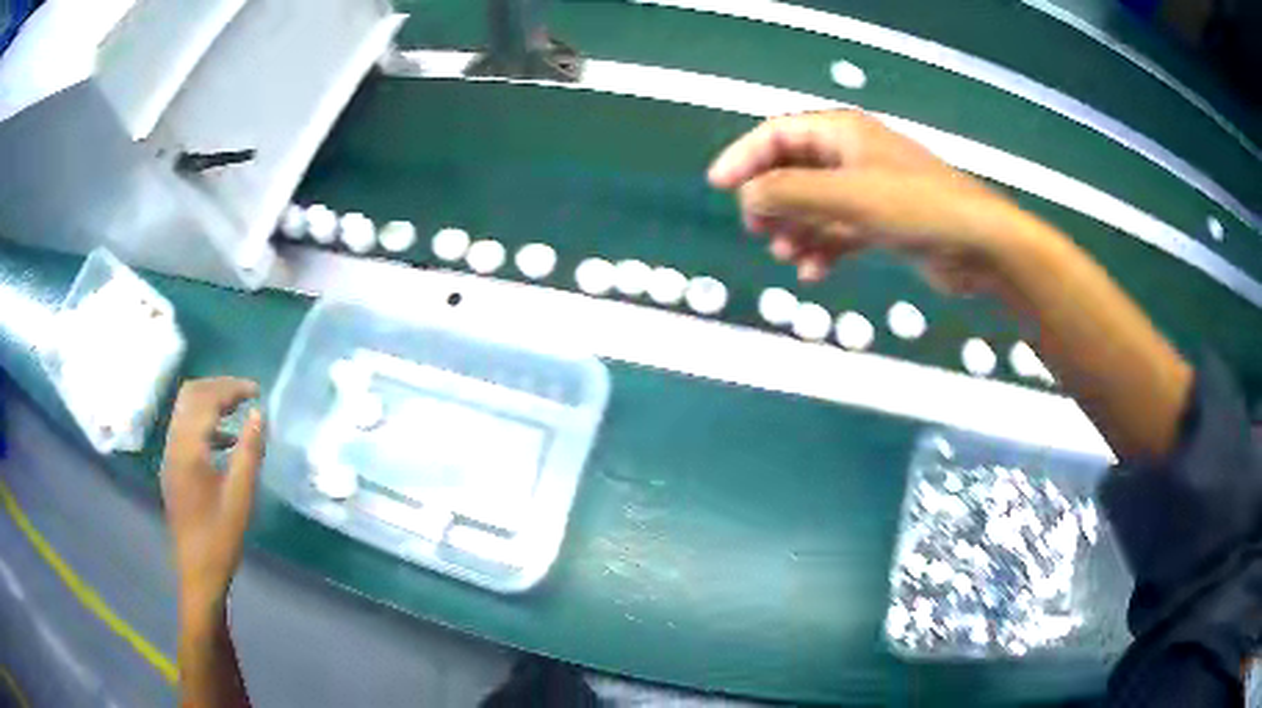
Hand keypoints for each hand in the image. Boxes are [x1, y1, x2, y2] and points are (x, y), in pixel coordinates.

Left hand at [161, 378, 264, 623]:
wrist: (198, 573)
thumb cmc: (220, 537)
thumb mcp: (240, 497)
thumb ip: (249, 452)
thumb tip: (259, 414)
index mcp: (188, 449)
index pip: (206, 399)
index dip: (231, 388)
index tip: (257, 391)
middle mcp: (174, 444)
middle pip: (190, 396)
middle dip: (218, 387)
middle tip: (245, 395)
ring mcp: (170, 455)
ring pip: (185, 410)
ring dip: (210, 402)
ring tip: (237, 410)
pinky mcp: (172, 468)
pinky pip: (185, 429)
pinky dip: (204, 421)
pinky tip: (225, 441)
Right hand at [708, 110, 1030, 291]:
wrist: (978, 245)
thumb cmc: (916, 208)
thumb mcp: (846, 196)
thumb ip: (789, 192)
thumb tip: (747, 197)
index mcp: (841, 133)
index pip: (778, 135)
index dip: (744, 157)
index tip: (718, 186)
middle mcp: (851, 155)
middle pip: (793, 170)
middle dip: (772, 200)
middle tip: (757, 229)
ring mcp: (868, 189)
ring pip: (814, 204)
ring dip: (795, 228)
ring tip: (785, 254)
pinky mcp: (882, 222)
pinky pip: (838, 230)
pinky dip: (823, 248)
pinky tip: (814, 271)